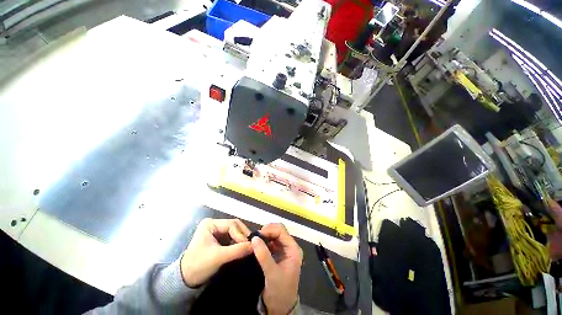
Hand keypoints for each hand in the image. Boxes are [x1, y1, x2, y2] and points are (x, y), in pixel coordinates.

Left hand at [180, 218, 252, 286]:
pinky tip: (244, 248)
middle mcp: (215, 224)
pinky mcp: (219, 239)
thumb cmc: (198, 266)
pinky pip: (233, 237)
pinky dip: (239, 242)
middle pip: (235, 226)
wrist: (185, 281)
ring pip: (235, 231)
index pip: (231, 225)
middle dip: (243, 235)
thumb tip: (254, 246)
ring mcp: (217, 231)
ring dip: (242, 239)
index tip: (250, 245)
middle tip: (252, 244)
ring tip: (250, 247)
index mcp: (210, 224)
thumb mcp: (218, 257)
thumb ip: (237, 250)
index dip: (241, 234)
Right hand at [251, 223, 302, 314]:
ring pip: (274, 235)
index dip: (270, 230)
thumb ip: (264, 255)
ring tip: (255, 240)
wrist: (281, 307)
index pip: (282, 231)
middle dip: (267, 231)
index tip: (257, 235)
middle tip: (255, 237)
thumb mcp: (272, 273)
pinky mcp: (278, 254)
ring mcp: (284, 250)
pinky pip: (271, 242)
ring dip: (265, 235)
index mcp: (293, 249)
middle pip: (279, 231)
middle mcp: (290, 247)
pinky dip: (264, 241)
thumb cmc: (280, 291)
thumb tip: (254, 238)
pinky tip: (257, 245)